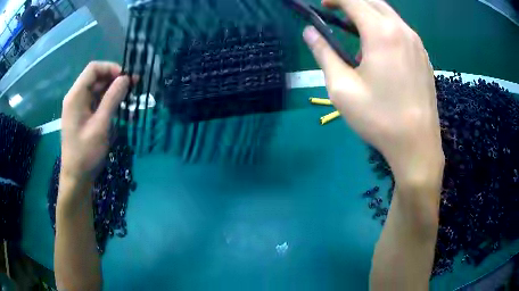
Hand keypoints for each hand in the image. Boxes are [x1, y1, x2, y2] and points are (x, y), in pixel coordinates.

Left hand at [60, 61, 130, 184]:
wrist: (76, 177)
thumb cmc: (86, 153)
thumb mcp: (101, 125)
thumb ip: (113, 98)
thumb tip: (126, 78)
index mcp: (76, 95)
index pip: (93, 69)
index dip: (111, 68)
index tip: (126, 78)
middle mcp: (75, 97)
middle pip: (95, 78)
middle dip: (114, 79)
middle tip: (132, 88)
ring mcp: (77, 107)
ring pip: (96, 89)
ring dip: (112, 91)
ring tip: (128, 98)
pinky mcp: (81, 116)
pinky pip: (95, 101)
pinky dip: (106, 101)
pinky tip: (117, 108)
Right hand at [303, 0, 443, 184]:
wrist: (417, 145)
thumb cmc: (379, 118)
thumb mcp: (342, 88)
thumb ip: (324, 53)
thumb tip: (310, 32)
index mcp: (382, 33)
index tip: (321, 5)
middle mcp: (403, 30)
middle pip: (373, 1)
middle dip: (351, 1)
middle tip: (334, 12)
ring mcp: (417, 43)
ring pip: (389, 14)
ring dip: (369, 14)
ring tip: (355, 34)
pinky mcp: (424, 56)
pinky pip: (401, 30)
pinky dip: (385, 28)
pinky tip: (379, 50)